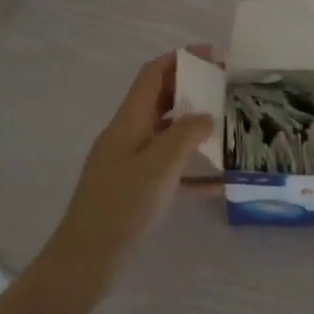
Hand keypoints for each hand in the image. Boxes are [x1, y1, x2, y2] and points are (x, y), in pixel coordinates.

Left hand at [43, 50, 213, 276]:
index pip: (152, 75)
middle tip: (225, 89)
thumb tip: (206, 116)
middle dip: (190, 89)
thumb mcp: (159, 166)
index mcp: (128, 122)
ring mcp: (129, 163)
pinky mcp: (134, 189)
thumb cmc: (122, 207)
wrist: (86, 259)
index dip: (180, 59)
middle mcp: (126, 135)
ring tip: (226, 126)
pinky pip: (168, 168)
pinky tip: (218, 181)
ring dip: (193, 125)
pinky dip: (191, 168)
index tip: (212, 54)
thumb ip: (185, 135)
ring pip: (165, 133)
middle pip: (159, 100)